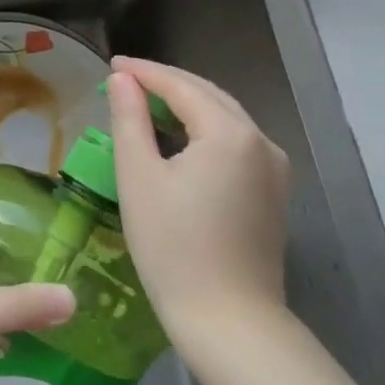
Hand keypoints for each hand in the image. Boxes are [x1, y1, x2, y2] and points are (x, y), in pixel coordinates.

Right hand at [106, 57, 291, 363]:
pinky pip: (235, 142)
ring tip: (145, 104)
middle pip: (209, 95)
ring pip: (225, 118)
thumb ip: (129, 119)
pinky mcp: (273, 193)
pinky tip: (178, 138)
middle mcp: (261, 142)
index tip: (111, 64)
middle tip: (124, 80)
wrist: (228, 320)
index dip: (144, 72)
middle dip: (166, 83)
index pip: (181, 85)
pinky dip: (204, 129)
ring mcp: (274, 169)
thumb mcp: (138, 176)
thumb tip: (123, 79)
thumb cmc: (173, 246)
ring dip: (186, 104)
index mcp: (229, 133)